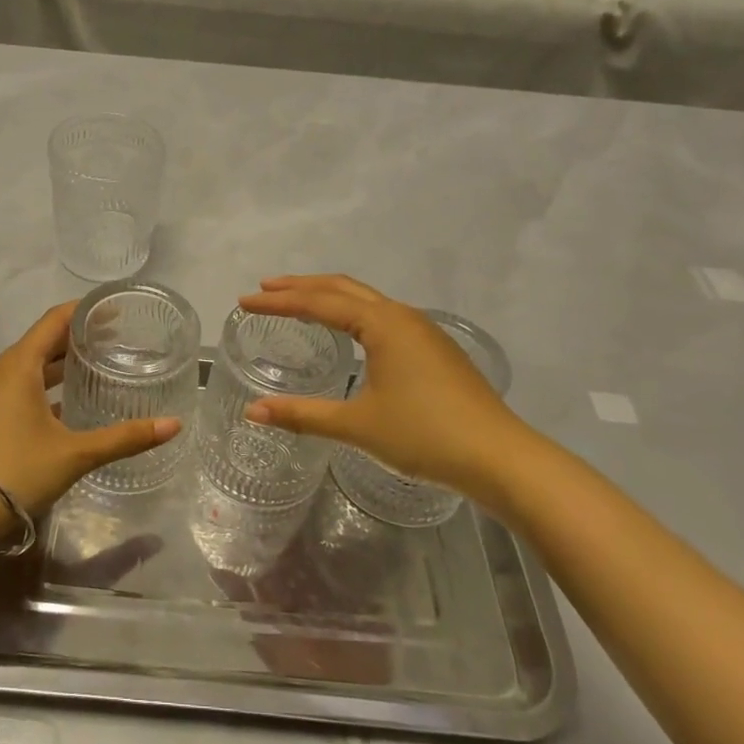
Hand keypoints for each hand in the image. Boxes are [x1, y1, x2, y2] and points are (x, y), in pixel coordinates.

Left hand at [0, 302, 180, 517]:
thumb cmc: (17, 470)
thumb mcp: (76, 453)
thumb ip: (125, 438)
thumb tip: (173, 425)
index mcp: (20, 364)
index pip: (56, 319)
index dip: (85, 310)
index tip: (117, 309)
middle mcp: (4, 370)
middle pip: (45, 340)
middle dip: (80, 336)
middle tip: (119, 338)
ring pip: (34, 365)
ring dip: (64, 362)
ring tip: (100, 365)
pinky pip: (25, 386)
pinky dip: (50, 386)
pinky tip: (74, 403)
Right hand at [236, 275, 534, 510]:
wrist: (500, 457)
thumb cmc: (424, 434)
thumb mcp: (357, 425)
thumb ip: (302, 415)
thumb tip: (252, 412)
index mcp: (382, 324)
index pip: (318, 303)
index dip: (278, 302)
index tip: (243, 301)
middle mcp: (401, 316)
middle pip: (342, 288)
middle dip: (301, 286)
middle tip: (264, 289)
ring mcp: (422, 331)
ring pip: (365, 300)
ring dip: (328, 296)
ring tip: (298, 303)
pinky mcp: (434, 349)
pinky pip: (382, 316)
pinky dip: (352, 313)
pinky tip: (347, 333)